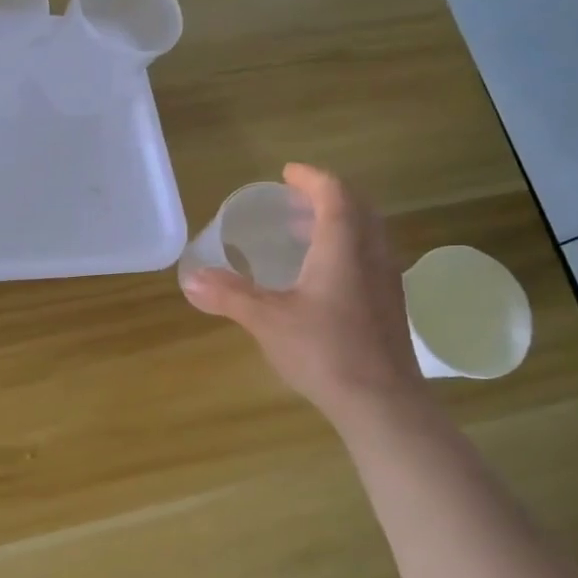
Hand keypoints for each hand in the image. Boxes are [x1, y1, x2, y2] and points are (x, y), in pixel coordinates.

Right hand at [182, 163, 428, 425]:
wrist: (382, 403)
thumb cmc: (324, 351)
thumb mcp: (267, 320)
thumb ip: (229, 295)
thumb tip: (190, 280)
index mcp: (343, 248)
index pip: (334, 194)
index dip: (311, 179)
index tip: (286, 174)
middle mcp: (371, 255)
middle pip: (357, 208)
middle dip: (325, 197)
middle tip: (292, 201)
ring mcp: (386, 281)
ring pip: (366, 234)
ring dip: (337, 222)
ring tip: (302, 233)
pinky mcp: (388, 305)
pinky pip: (369, 257)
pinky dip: (345, 248)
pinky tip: (320, 276)